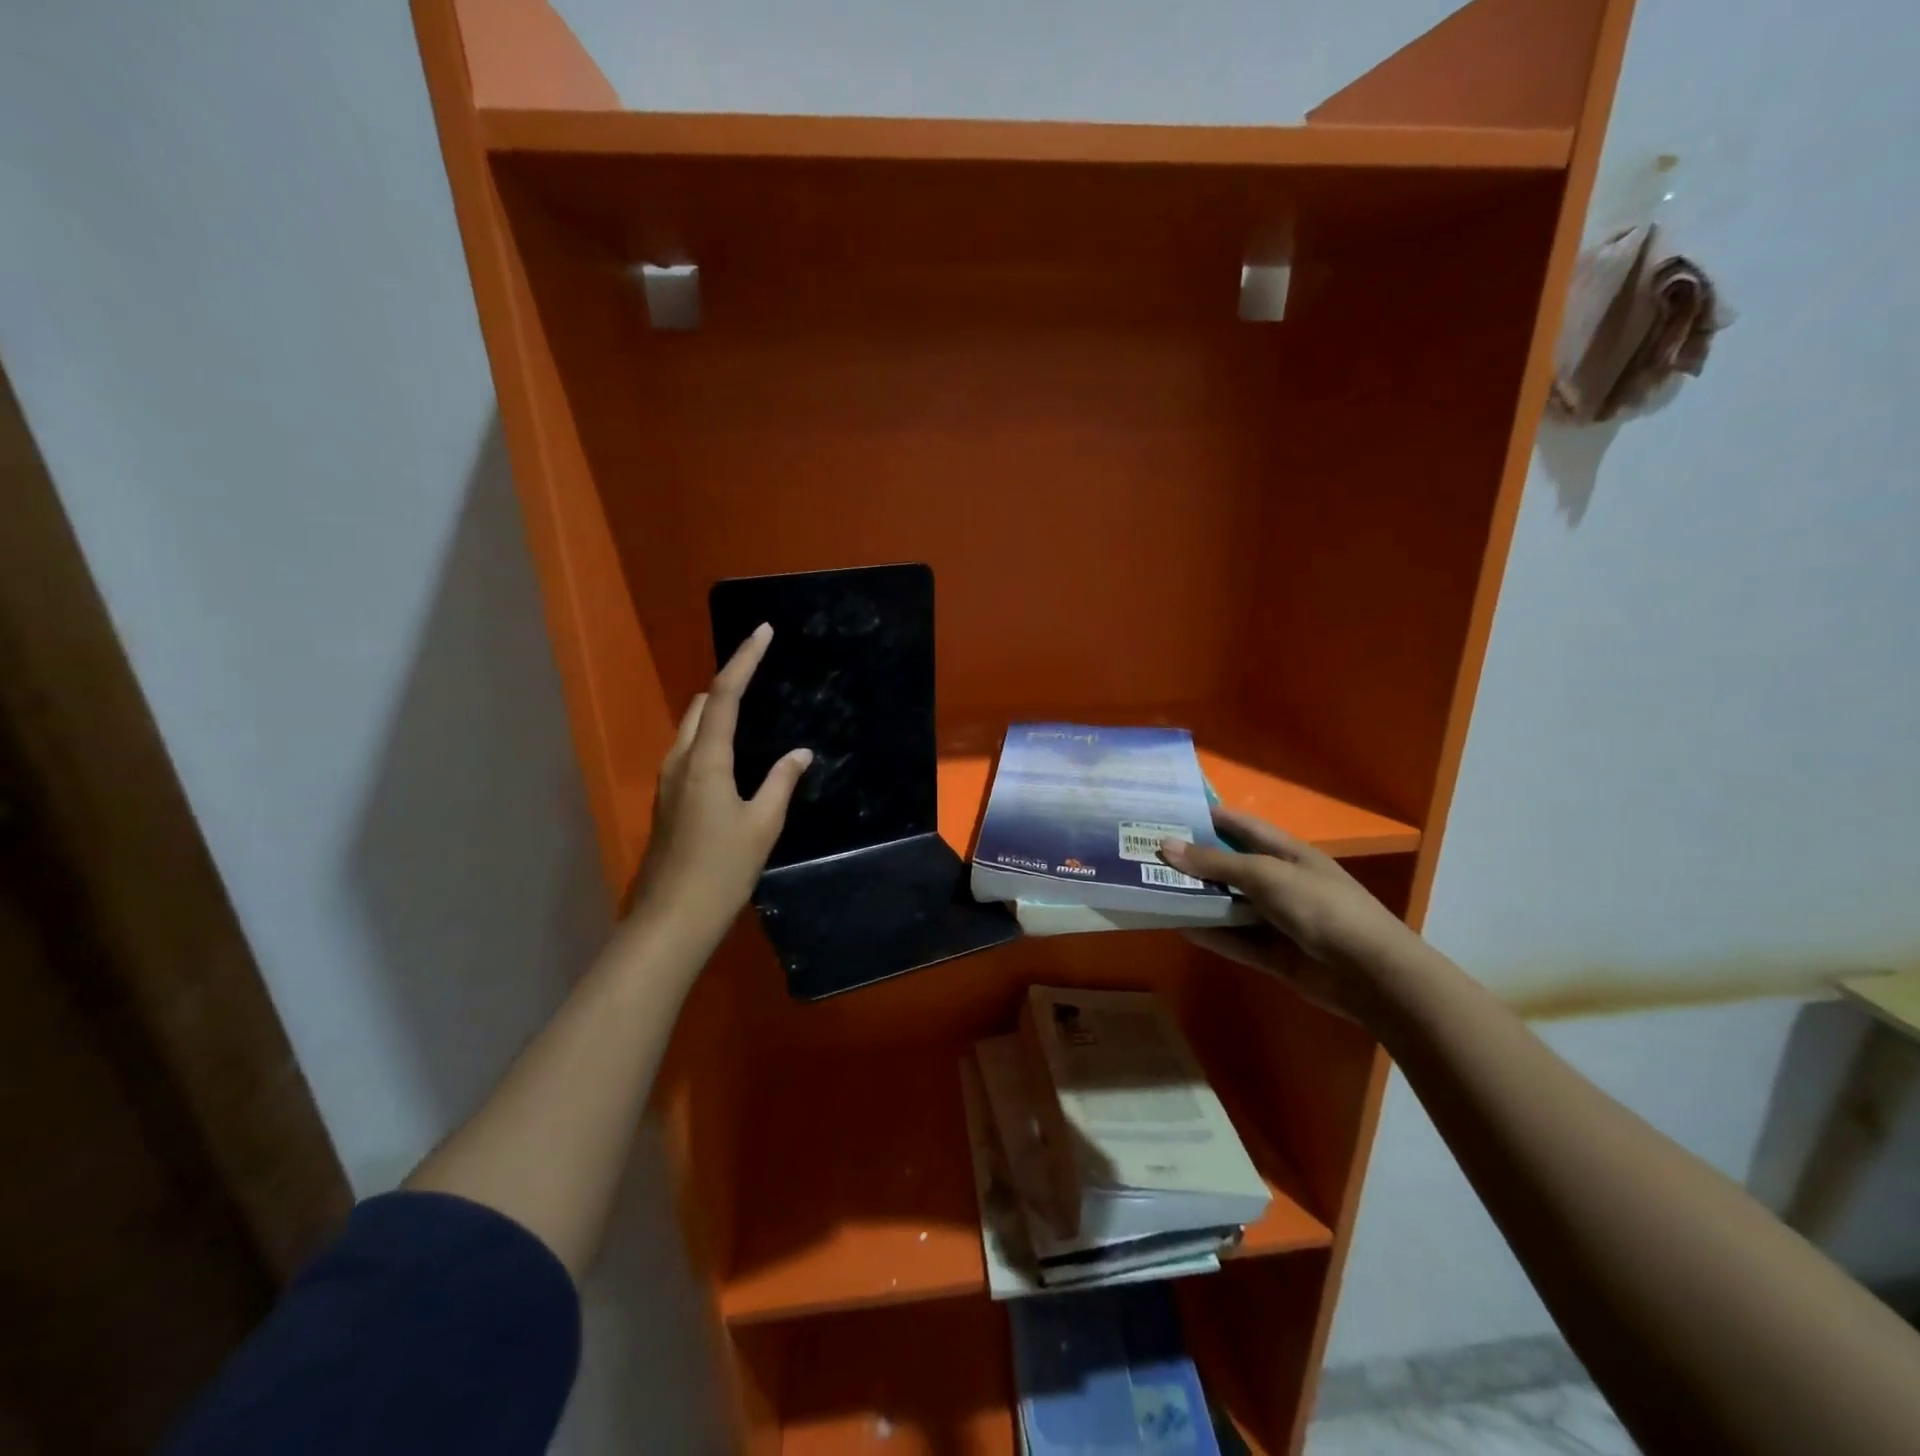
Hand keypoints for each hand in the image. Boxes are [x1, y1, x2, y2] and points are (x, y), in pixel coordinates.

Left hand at [630, 624, 811, 951]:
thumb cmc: (722, 869)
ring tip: (753, 711)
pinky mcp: (668, 800)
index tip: (763, 632)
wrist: (672, 919)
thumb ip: (781, 782)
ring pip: (691, 729)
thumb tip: (800, 753)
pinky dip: (711, 737)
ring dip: (717, 711)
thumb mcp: (762, 824)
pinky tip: (735, 755)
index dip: (744, 660)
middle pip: (701, 705)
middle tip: (762, 673)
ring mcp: (669, 781)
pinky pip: (690, 751)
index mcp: (705, 760)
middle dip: (728, 682)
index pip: (724, 695)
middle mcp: (680, 760)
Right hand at [1160, 807, 1418, 1021]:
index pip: (1241, 826)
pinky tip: (1177, 926)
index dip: (1207, 818)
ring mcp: (1276, 919)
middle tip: (1147, 854)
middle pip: (1229, 866)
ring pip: (1227, 904)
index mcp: (1286, 853)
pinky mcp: (1273, 953)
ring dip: (1196, 899)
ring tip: (1152, 890)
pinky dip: (1209, 933)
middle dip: (1193, 861)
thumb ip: (1216, 863)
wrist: (1370, 974)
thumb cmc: (1321, 907)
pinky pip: (1234, 939)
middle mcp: (1279, 882)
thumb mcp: (1266, 875)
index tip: (1167, 814)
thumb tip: (1166, 846)